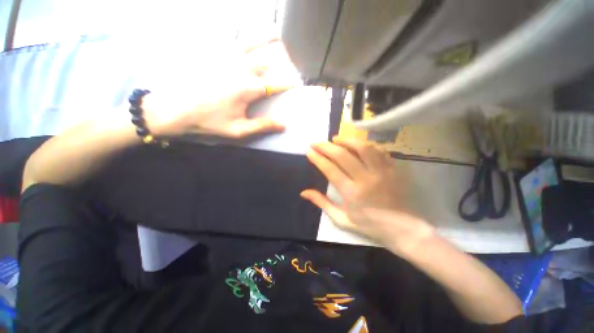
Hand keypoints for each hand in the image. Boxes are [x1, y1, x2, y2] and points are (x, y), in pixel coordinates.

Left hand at [144, 40, 296, 138]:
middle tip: (288, 63)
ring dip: (266, 38)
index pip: (276, 83)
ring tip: (276, 34)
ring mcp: (225, 58)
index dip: (288, 84)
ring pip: (251, 42)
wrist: (175, 110)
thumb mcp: (239, 129)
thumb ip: (262, 125)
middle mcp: (240, 68)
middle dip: (281, 60)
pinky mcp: (213, 54)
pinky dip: (244, 37)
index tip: (296, 85)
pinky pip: (232, 40)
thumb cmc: (209, 121)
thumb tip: (283, 124)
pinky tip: (247, 38)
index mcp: (248, 88)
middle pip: (267, 59)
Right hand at [301, 137, 433, 255]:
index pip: (329, 169)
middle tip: (317, 143)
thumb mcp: (341, 219)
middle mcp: (365, 179)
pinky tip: (357, 144)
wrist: (402, 228)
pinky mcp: (394, 169)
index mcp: (351, 193)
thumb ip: (322, 203)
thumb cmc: (369, 225)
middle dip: (326, 146)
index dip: (317, 158)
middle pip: (342, 155)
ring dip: (346, 140)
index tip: (309, 150)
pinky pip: (379, 150)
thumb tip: (303, 192)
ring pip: (362, 147)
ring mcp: (382, 172)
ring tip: (336, 139)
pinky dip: (365, 144)